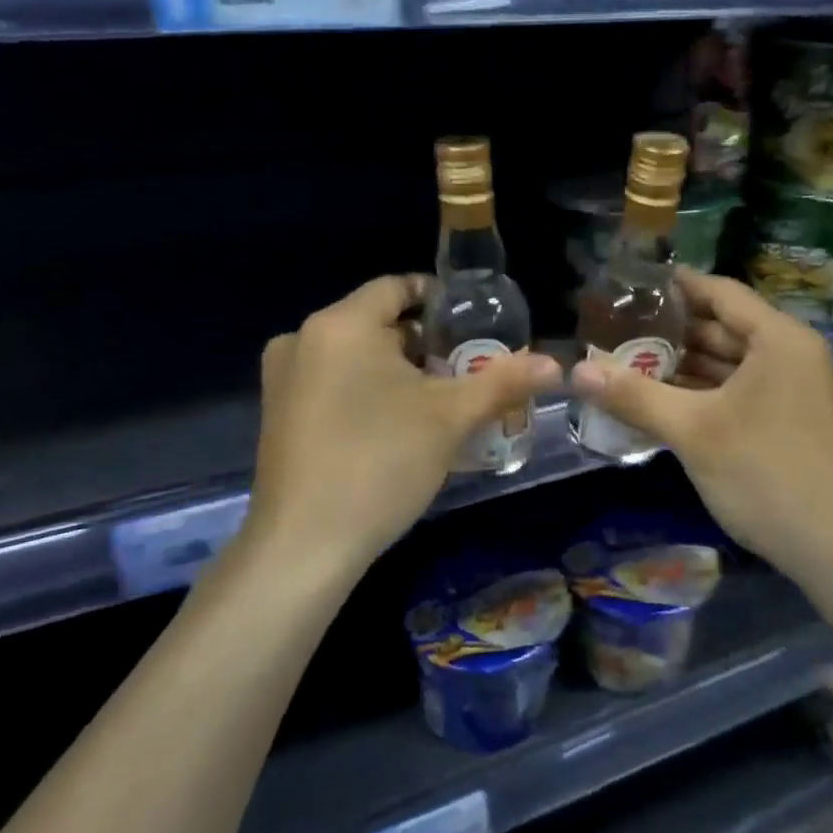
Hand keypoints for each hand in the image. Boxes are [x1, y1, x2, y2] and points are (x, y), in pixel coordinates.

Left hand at [249, 276, 561, 565]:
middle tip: (465, 370)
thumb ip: (503, 381)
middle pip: (377, 324)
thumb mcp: (450, 418)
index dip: (440, 300)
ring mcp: (283, 378)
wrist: (304, 546)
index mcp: (341, 324)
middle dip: (424, 344)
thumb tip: (554, 364)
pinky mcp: (277, 414)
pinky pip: (331, 384)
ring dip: (397, 371)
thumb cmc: (380, 462)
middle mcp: (302, 338)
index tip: (474, 324)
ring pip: (354, 356)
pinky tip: (395, 428)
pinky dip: (366, 392)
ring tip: (439, 402)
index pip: (397, 287)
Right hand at [570, 271, 832, 574]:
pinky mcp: (789, 418)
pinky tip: (663, 398)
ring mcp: (793, 388)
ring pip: (730, 361)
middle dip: (671, 330)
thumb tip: (575, 373)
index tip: (629, 286)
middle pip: (723, 326)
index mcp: (779, 339)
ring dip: (684, 363)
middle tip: (617, 329)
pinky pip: (740, 388)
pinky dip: (704, 390)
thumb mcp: (692, 431)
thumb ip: (634, 396)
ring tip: (629, 361)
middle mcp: (791, 353)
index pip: (720, 292)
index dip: (675, 286)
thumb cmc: (764, 474)